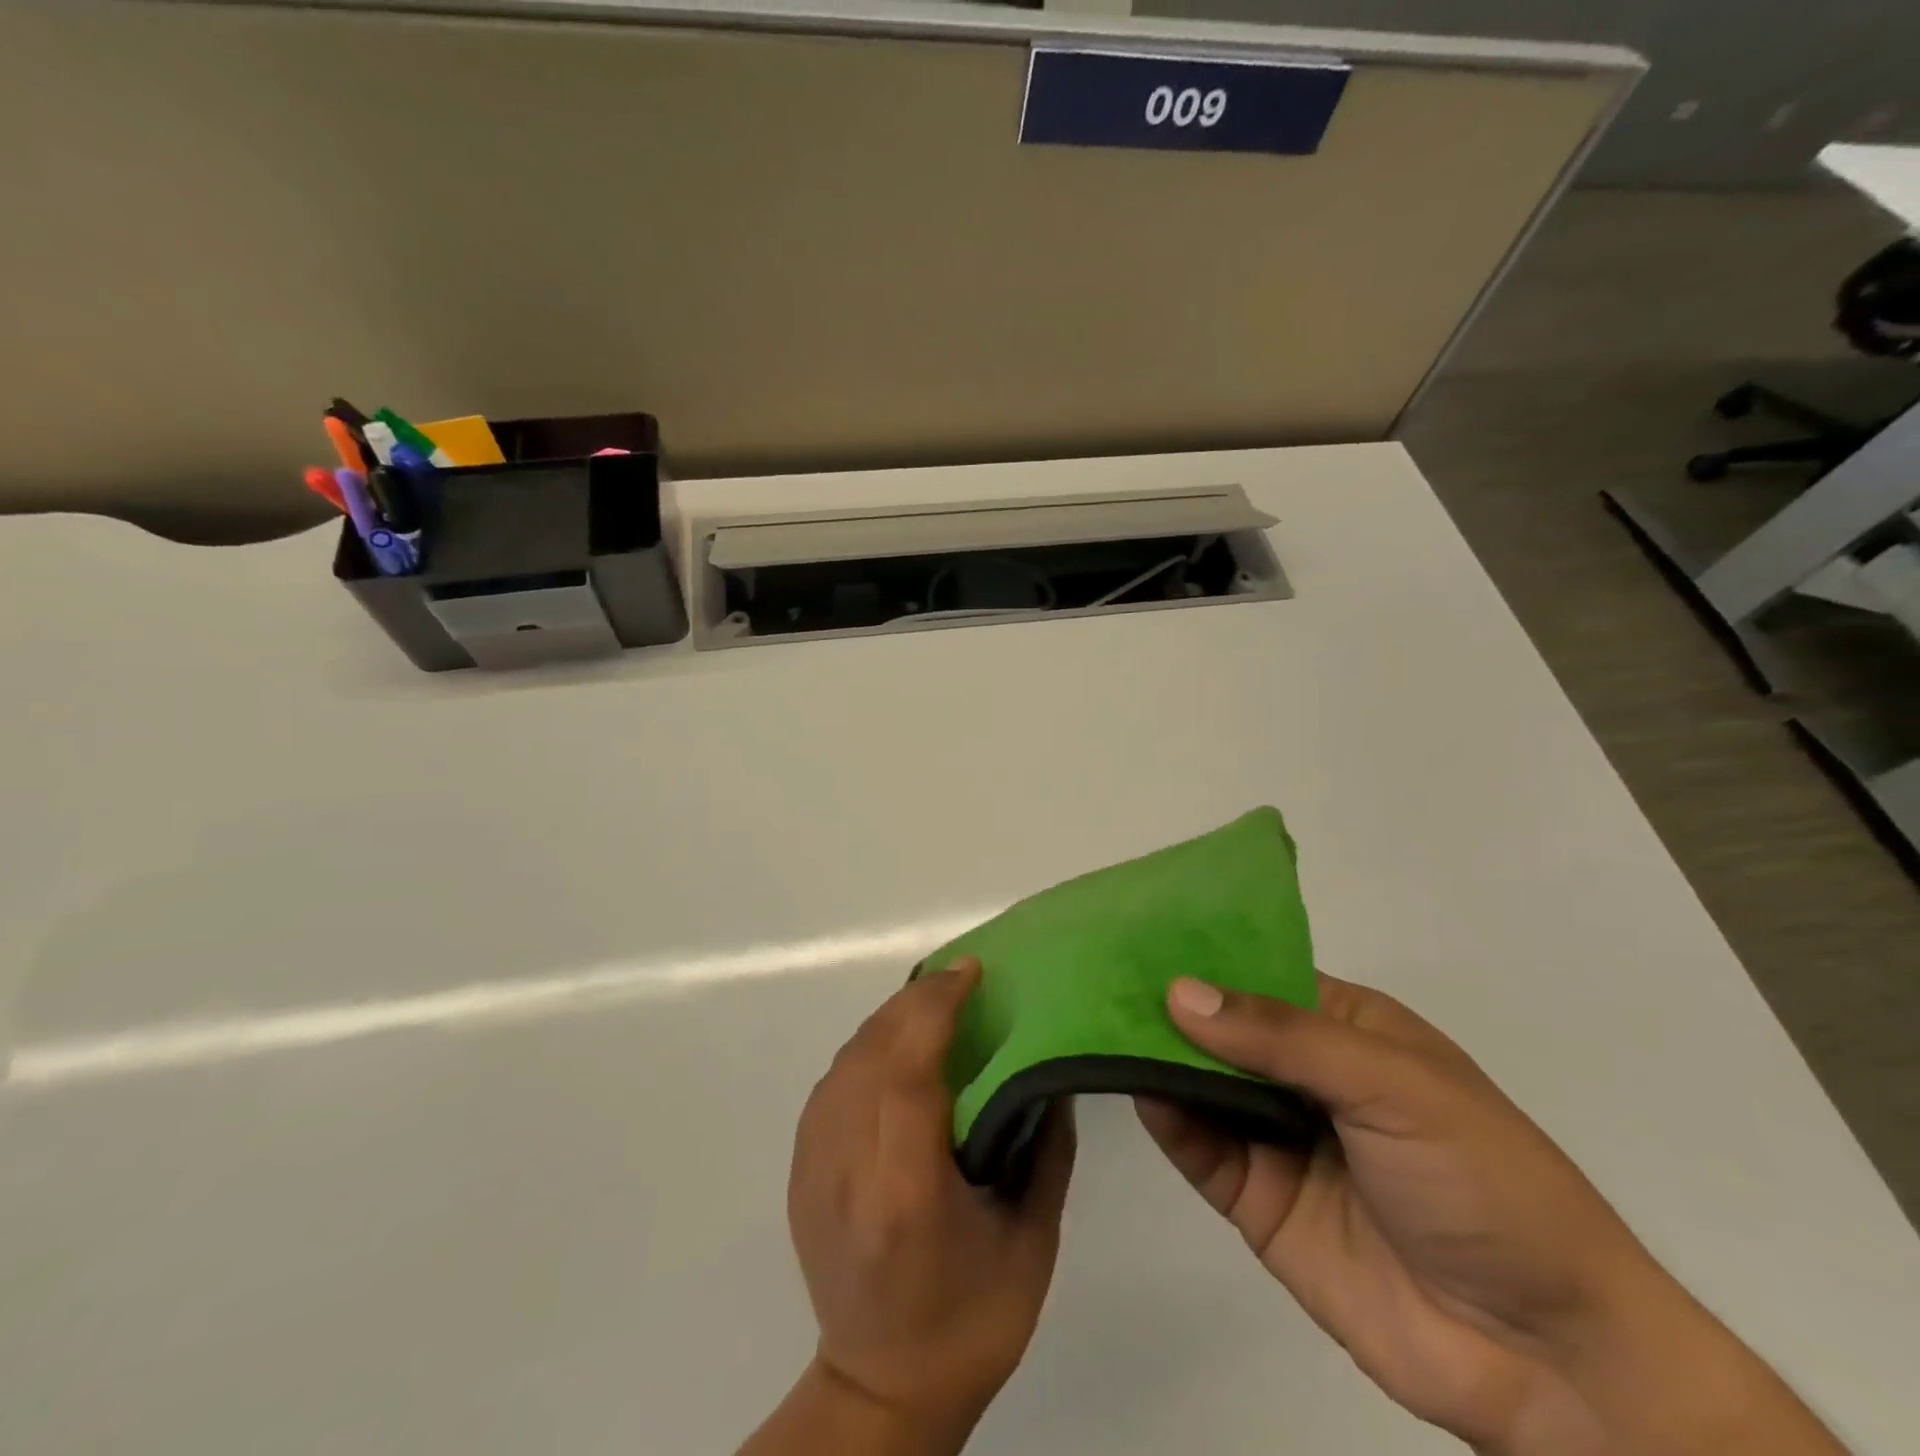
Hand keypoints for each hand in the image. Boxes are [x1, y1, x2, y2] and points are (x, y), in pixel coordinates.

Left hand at [785, 958, 1074, 1444]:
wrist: (880, 1390)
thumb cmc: (971, 1321)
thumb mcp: (1031, 1240)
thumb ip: (1046, 1148)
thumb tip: (1050, 1070)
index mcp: (905, 1191)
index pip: (908, 1070)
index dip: (936, 1007)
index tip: (970, 972)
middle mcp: (848, 1168)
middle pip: (871, 1051)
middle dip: (916, 999)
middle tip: (960, 977)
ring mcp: (813, 1167)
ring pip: (846, 1059)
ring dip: (890, 1018)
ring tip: (933, 1003)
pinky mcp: (799, 1169)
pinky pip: (832, 1082)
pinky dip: (867, 1048)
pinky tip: (898, 1046)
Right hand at [1137, 974, 1847, 1455]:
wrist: (1547, 1358)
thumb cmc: (1484, 1181)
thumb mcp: (1393, 1085)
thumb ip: (1282, 1037)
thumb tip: (1180, 991)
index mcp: (1346, 1029)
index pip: (1259, 974)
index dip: (1204, 954)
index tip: (1136, 931)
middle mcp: (1303, 1074)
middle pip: (1221, 1028)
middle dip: (1167, 1004)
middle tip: (1094, 971)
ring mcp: (1277, 1136)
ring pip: (1200, 1083)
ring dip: (1155, 1055)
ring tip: (1093, 1018)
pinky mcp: (1256, 1198)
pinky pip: (1199, 1147)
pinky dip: (1165, 1116)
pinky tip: (1130, 1086)